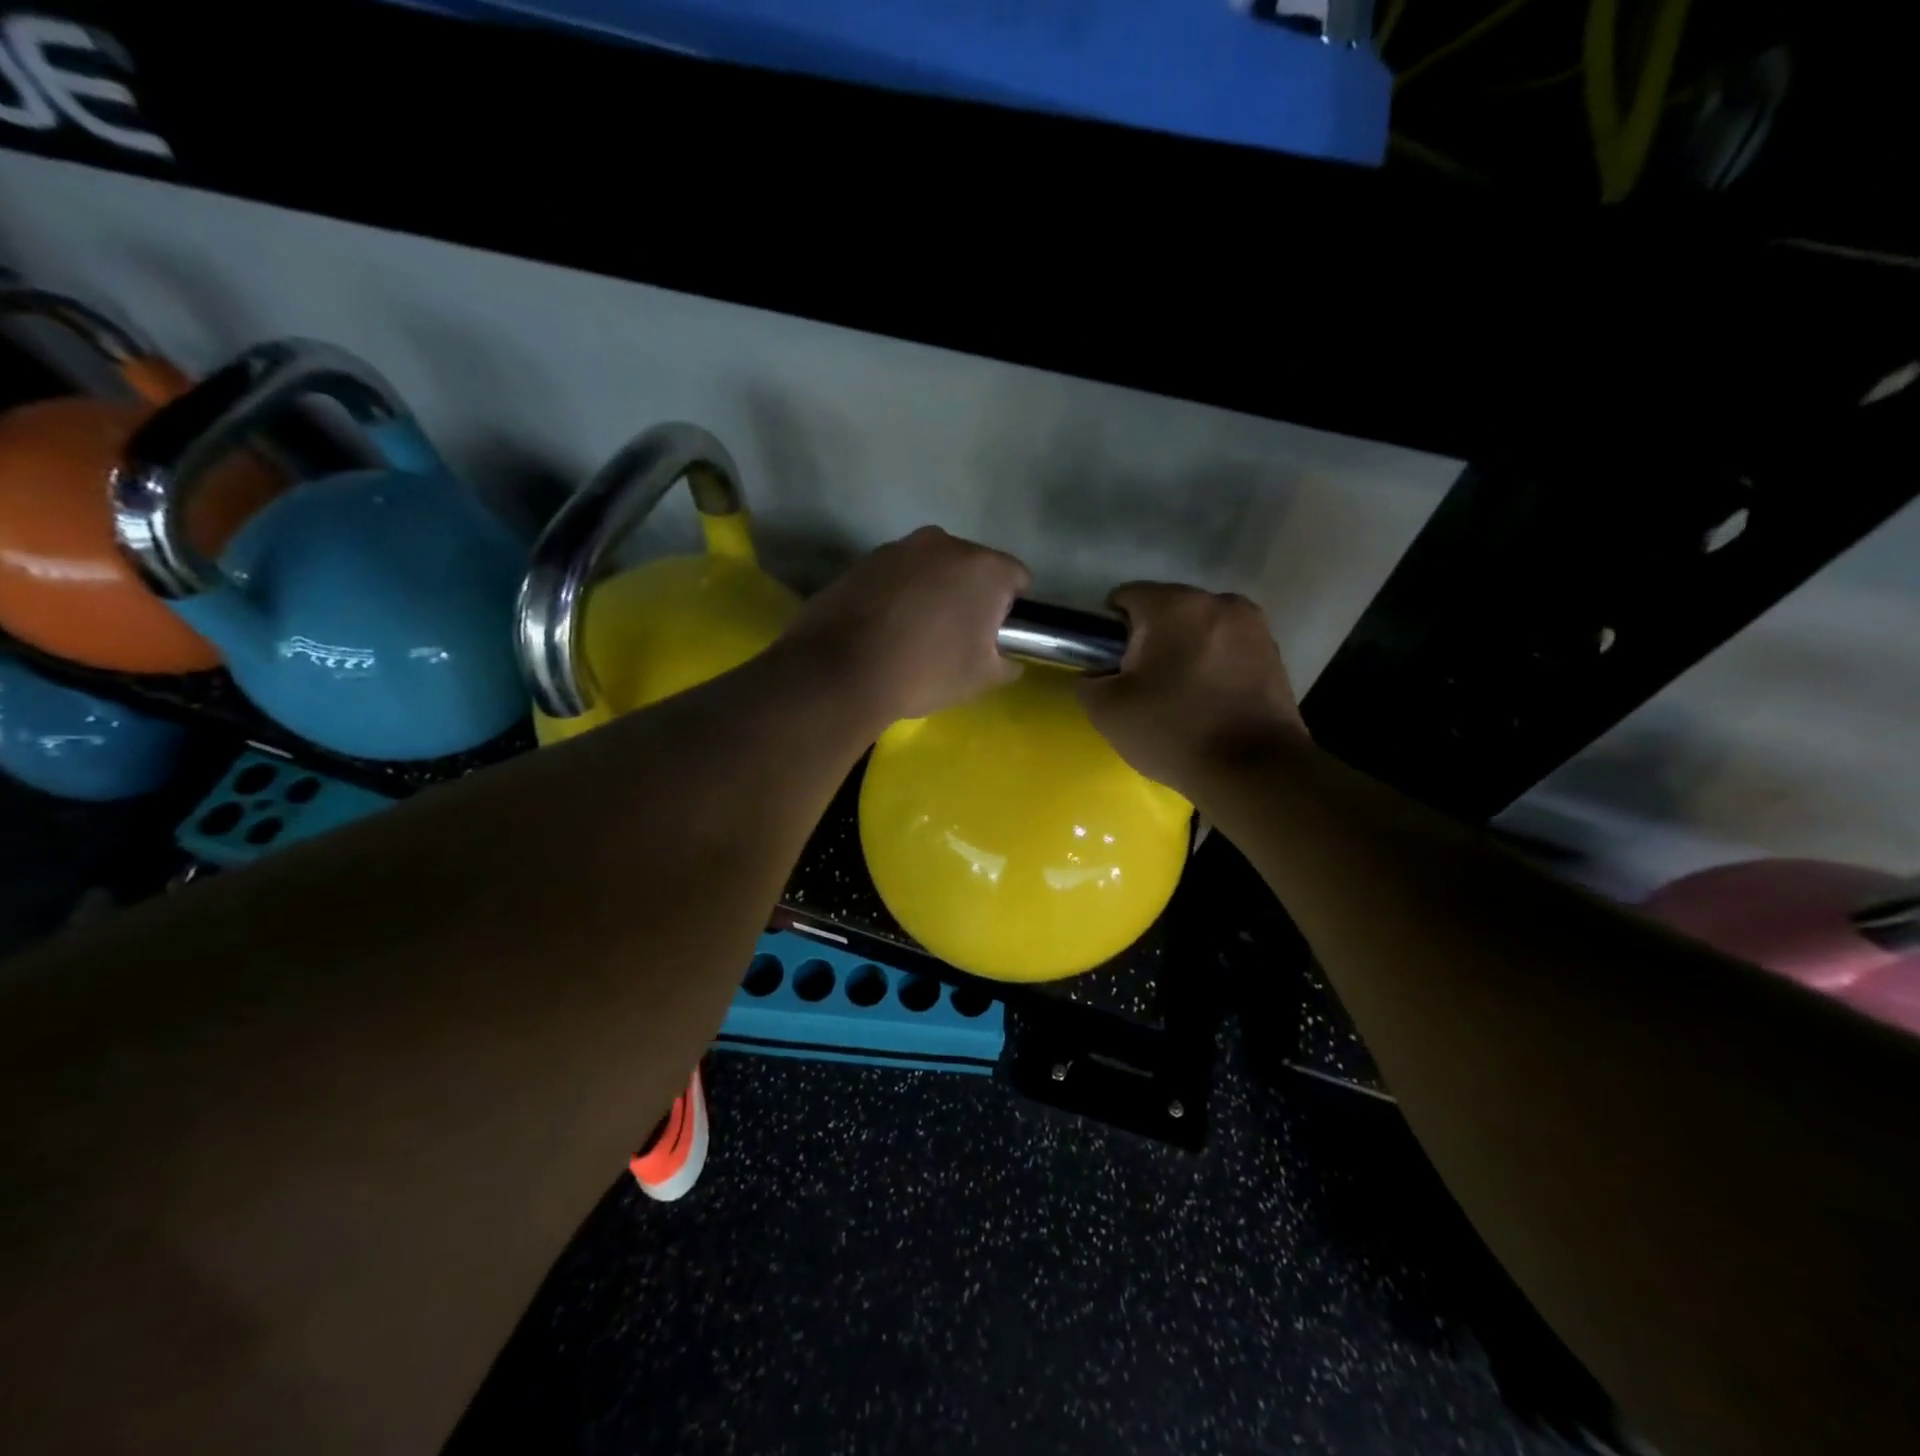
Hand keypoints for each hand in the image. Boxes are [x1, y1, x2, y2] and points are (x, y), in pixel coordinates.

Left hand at [782, 526, 1030, 728]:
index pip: (1017, 578)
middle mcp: (944, 543)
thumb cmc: (926, 670)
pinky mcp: (863, 560)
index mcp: (984, 567)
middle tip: (957, 636)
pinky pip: (896, 576)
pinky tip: (885, 628)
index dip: (1012, 609)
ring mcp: (899, 548)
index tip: (996, 635)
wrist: (841, 670)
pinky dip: (898, 594)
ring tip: (915, 633)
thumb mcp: (981, 678)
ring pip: (931, 568)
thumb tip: (1006, 658)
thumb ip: (1006, 662)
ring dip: (932, 591)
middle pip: (972, 567)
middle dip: (970, 595)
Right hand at [1078, 583, 1307, 797]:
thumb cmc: (1174, 731)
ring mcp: (1253, 625)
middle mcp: (1218, 601)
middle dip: (1150, 639)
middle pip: (1167, 610)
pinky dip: (1214, 664)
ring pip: (1200, 628)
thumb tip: (1100, 673)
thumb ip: (1089, 680)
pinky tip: (1210, 700)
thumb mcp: (1106, 711)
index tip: (1112, 666)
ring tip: (1181, 695)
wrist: (1254, 771)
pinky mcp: (1275, 653)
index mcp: (1173, 605)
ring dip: (1185, 650)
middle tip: (1144, 685)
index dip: (1109, 631)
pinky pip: (1228, 647)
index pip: (1125, 597)